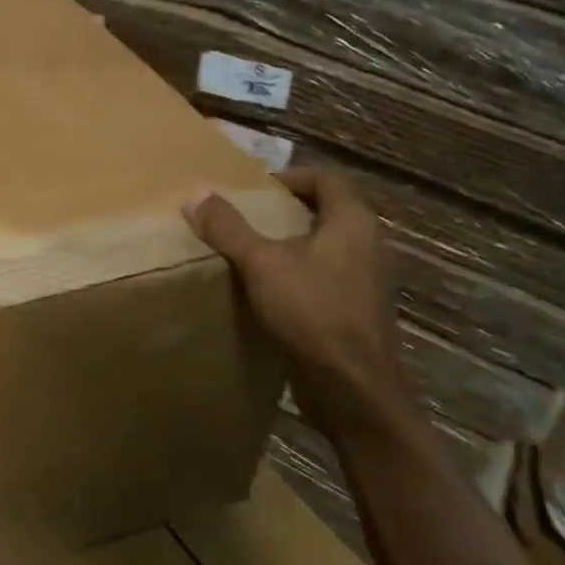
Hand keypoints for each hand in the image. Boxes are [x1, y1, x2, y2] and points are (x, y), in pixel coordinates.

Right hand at [184, 169, 413, 440]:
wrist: (352, 386)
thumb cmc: (312, 312)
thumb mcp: (261, 264)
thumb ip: (229, 228)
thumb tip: (195, 194)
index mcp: (353, 222)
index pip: (327, 179)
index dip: (290, 177)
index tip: (253, 190)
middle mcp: (369, 245)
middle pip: (327, 212)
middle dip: (285, 212)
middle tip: (243, 220)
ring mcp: (366, 281)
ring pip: (326, 248)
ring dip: (290, 246)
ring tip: (248, 255)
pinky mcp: (357, 311)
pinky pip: (325, 279)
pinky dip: (297, 276)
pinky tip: (267, 294)